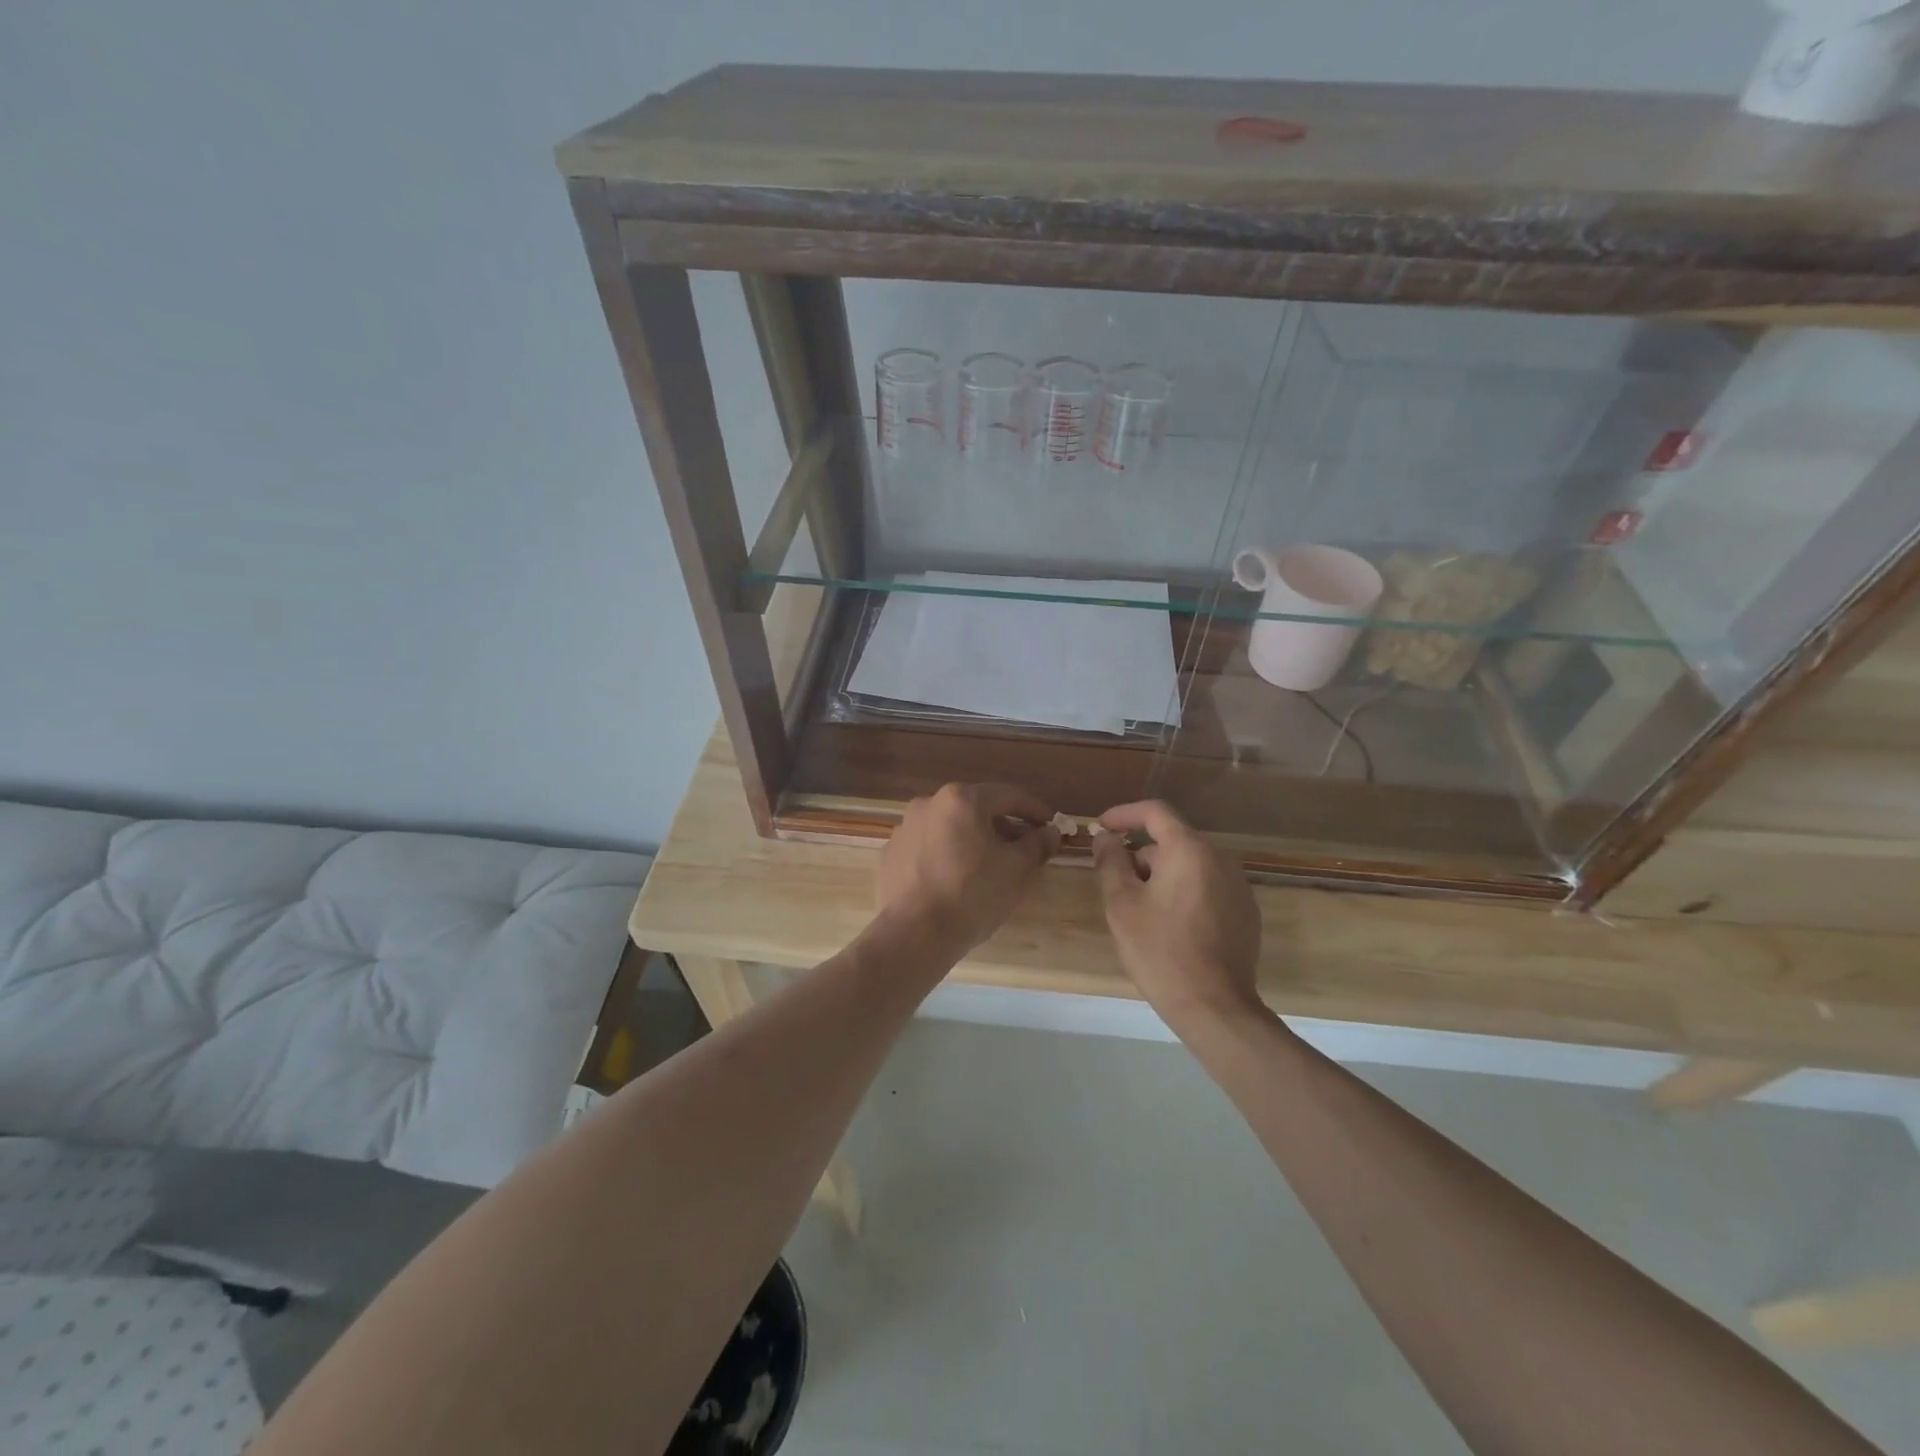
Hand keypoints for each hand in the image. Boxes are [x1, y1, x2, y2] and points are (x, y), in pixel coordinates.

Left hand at [876, 783, 1059, 955]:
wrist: (915, 933)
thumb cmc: (973, 894)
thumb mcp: (1018, 870)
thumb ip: (1037, 844)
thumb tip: (1050, 832)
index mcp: (961, 799)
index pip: (1007, 796)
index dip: (1033, 810)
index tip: (1050, 825)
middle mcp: (928, 804)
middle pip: (975, 810)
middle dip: (1002, 827)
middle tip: (1022, 849)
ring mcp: (904, 828)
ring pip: (949, 828)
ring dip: (972, 841)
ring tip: (989, 867)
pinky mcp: (890, 854)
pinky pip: (928, 848)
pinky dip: (946, 856)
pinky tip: (956, 880)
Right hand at [1092, 800, 1263, 1027]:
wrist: (1214, 1006)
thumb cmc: (1160, 950)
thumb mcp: (1122, 904)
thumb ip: (1110, 862)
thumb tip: (1105, 837)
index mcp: (1190, 850)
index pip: (1155, 812)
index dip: (1124, 814)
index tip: (1101, 827)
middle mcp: (1220, 858)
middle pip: (1172, 842)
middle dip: (1141, 856)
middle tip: (1116, 886)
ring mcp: (1238, 886)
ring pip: (1190, 866)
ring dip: (1162, 877)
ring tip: (1142, 912)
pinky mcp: (1246, 912)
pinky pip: (1208, 887)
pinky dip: (1185, 894)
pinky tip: (1172, 927)